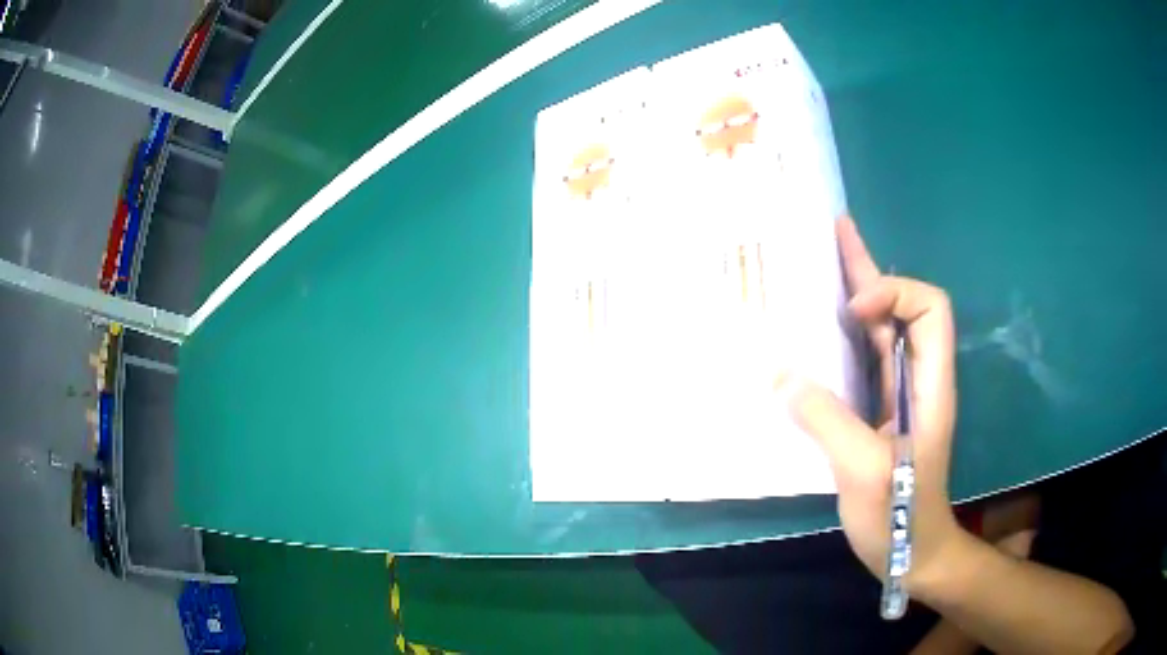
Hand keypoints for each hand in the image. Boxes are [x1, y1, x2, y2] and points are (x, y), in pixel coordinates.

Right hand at [777, 217, 963, 592]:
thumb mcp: (865, 471)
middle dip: (870, 270)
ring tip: (821, 264)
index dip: (895, 295)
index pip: (931, 309)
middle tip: (836, 233)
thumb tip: (780, 373)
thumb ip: (827, 420)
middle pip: (905, 307)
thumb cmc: (900, 516)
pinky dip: (842, 336)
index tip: (854, 314)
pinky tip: (815, 330)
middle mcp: (918, 379)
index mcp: (930, 385)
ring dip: (855, 295)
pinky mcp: (880, 411)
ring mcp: (899, 395)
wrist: (912, 553)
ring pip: (883, 330)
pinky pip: (864, 360)